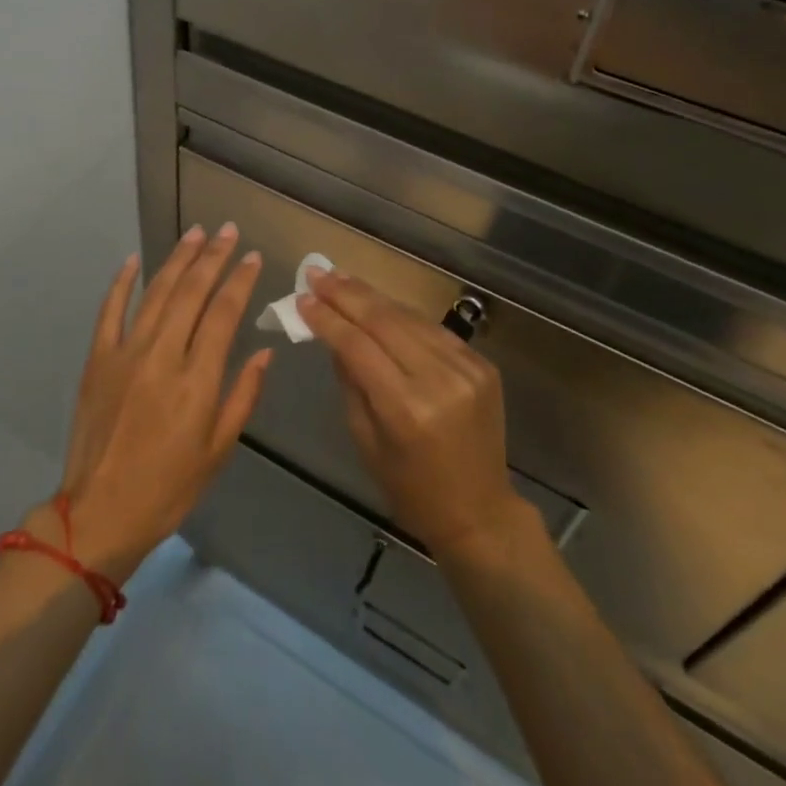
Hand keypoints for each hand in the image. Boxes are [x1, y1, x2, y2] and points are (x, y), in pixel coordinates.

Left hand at [47, 225, 271, 582]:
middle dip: (213, 257)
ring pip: (156, 293)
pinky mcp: (98, 359)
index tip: (253, 257)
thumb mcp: (219, 450)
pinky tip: (133, 260)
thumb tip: (265, 352)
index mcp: (197, 380)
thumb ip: (243, 395)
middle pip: (192, 293)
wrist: (100, 513)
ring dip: (177, 259)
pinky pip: (110, 311)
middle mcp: (163, 356)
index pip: (224, 314)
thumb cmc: (169, 488)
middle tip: (229, 230)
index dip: (240, 281)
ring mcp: (125, 353)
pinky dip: (121, 283)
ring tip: (195, 232)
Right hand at [297, 269, 534, 559]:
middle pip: (384, 321)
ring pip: (409, 317)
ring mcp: (466, 368)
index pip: (357, 346)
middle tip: (317, 273)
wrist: (480, 512)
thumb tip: (332, 335)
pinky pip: (432, 329)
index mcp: (406, 409)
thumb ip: (350, 381)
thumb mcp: (366, 441)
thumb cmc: (410, 488)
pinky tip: (379, 303)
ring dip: (372, 296)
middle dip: (346, 294)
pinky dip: (402, 315)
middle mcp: (439, 380)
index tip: (303, 297)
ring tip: (341, 279)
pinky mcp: (482, 365)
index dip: (327, 318)